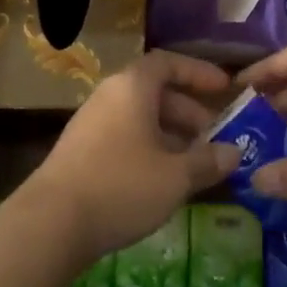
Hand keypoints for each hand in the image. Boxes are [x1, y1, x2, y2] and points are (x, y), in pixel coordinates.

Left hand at [22, 50, 239, 261]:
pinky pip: (124, 137)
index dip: (198, 72)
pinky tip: (161, 181)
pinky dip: (148, 149)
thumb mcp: (176, 176)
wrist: (51, 223)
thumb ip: (208, 161)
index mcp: (132, 87)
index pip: (168, 63)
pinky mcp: (80, 151)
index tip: (224, 89)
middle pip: (155, 92)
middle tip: (214, 138)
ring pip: (140, 118)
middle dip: (189, 112)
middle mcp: (109, 96)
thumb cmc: (122, 186)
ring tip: (194, 164)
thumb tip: (235, 152)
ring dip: (170, 135)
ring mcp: (91, 123)